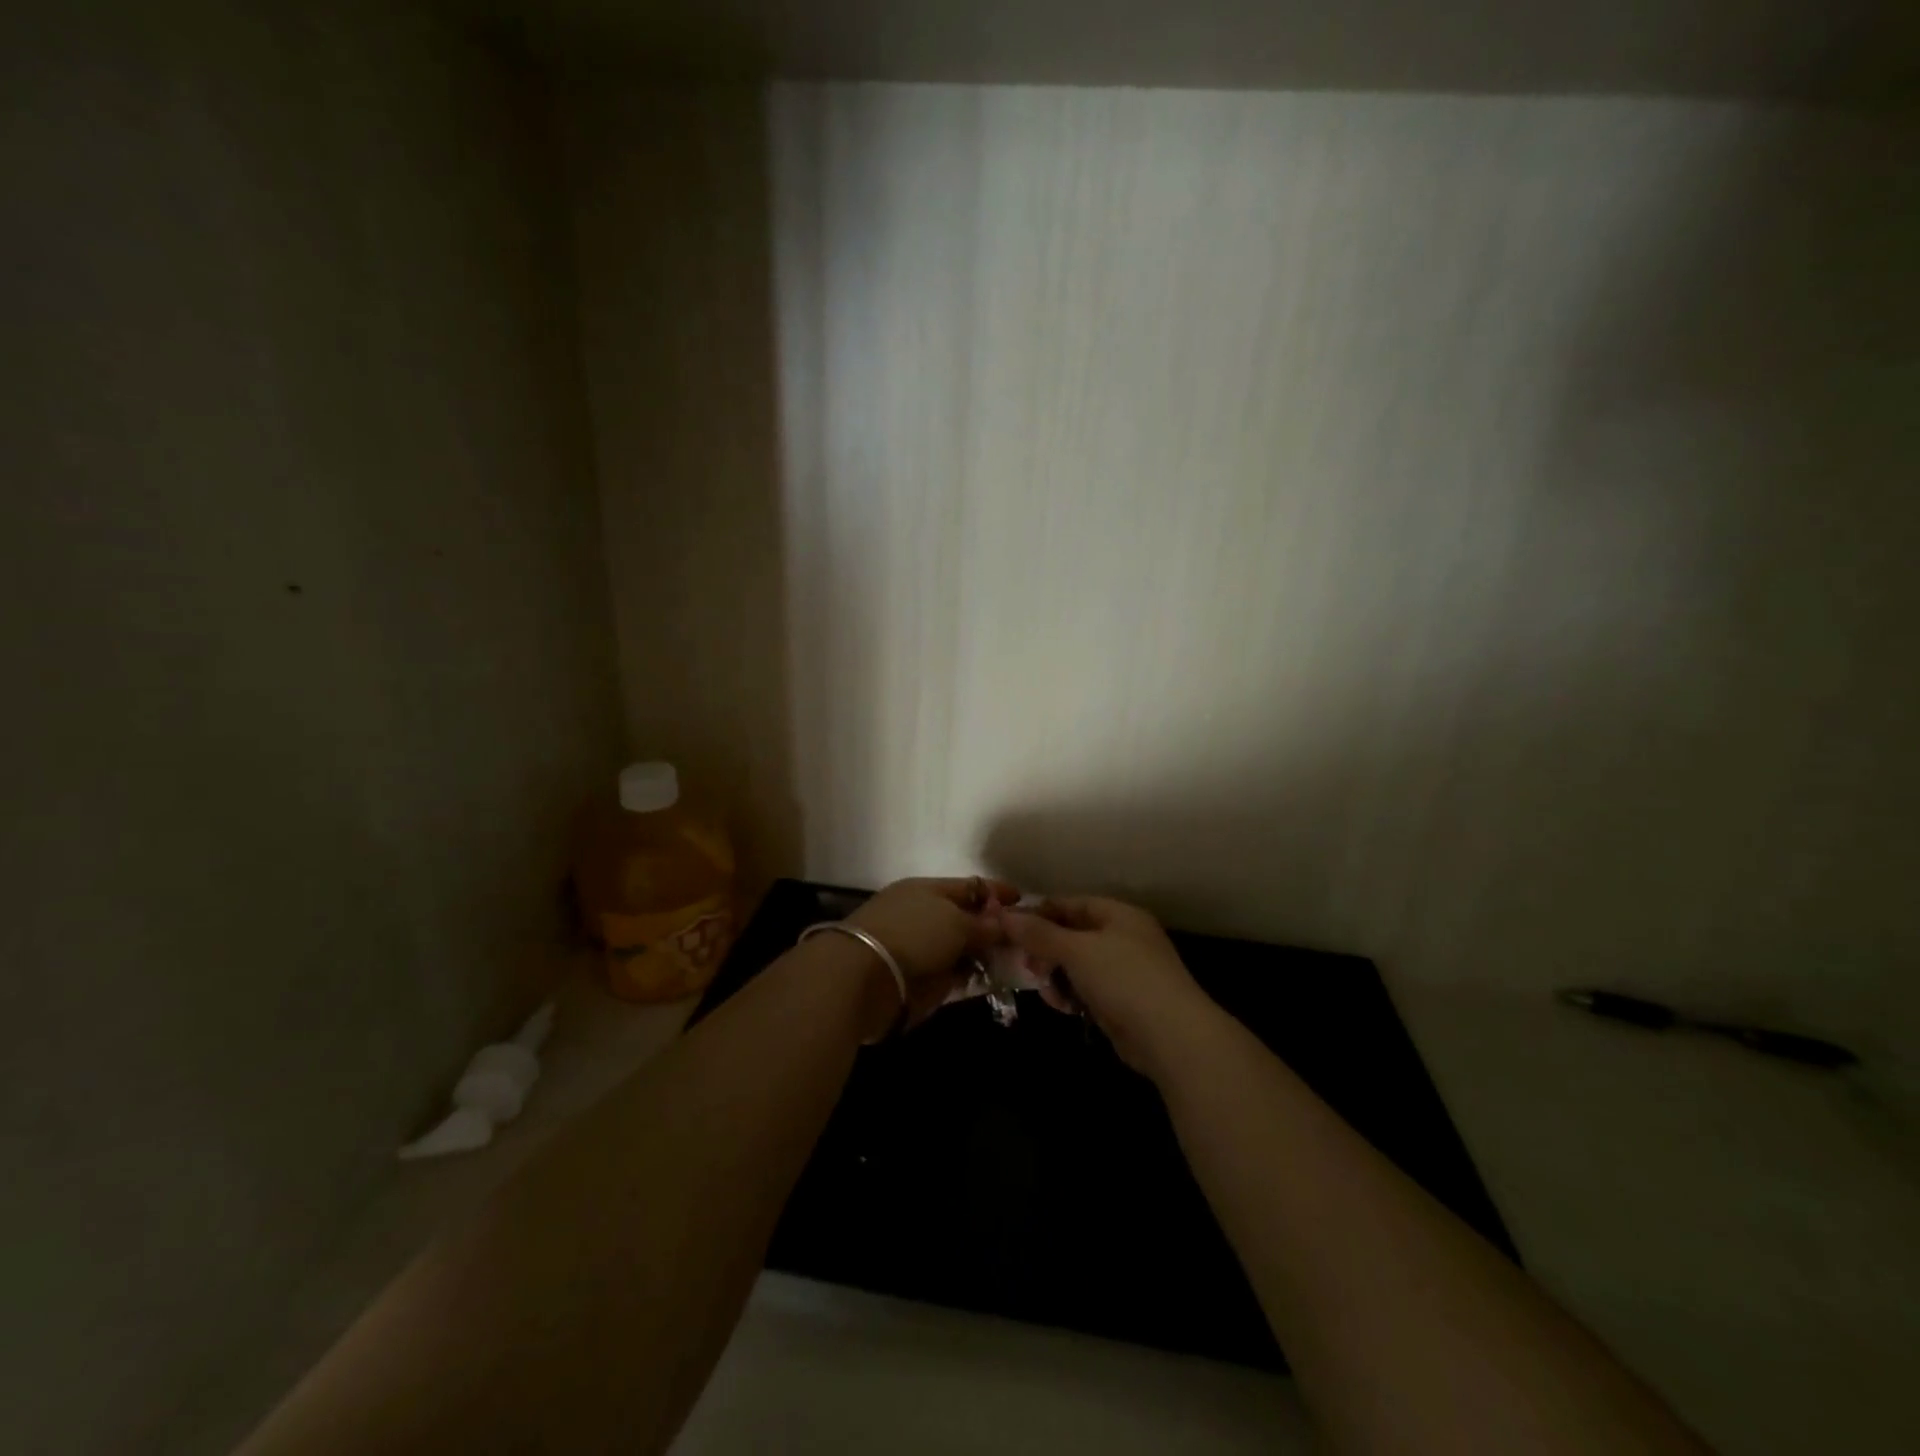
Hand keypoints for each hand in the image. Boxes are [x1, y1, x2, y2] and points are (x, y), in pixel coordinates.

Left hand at [846, 876, 1018, 1029]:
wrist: (864, 979)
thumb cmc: (912, 935)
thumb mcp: (954, 922)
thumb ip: (983, 924)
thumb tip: (1002, 924)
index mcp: (927, 891)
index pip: (968, 887)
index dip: (996, 893)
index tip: (1023, 901)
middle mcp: (924, 917)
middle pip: (966, 920)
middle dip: (995, 928)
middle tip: (1027, 939)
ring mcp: (921, 950)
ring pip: (962, 949)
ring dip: (987, 955)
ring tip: (1020, 963)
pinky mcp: (920, 981)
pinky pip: (955, 976)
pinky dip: (973, 977)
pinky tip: (996, 981)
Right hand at [1003, 897, 1217, 1077]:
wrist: (1172, 1037)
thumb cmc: (1124, 979)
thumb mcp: (1077, 951)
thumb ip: (1040, 934)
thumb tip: (1004, 916)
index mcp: (1120, 915)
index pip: (1073, 904)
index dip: (1041, 913)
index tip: (1011, 928)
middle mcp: (1124, 938)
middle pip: (1074, 935)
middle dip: (1047, 950)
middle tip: (1025, 965)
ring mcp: (1126, 972)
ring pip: (1078, 966)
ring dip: (1057, 976)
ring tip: (1046, 991)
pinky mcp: (1124, 1003)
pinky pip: (1089, 990)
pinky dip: (1073, 995)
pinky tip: (1063, 1008)